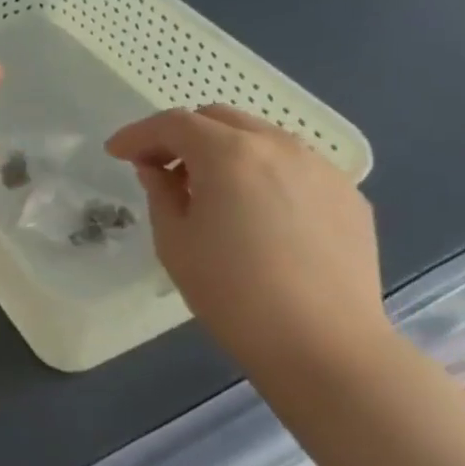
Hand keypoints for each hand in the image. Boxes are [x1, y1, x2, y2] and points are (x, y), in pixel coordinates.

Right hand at [106, 105, 385, 360]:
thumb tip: (158, 170)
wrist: (323, 346)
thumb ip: (160, 193)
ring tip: (211, 191)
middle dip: (182, 136)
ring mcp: (320, 168)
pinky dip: (263, 174)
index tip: (116, 153)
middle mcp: (278, 146)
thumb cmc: (232, 293)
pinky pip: (294, 167)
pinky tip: (257, 213)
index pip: (174, 124)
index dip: (139, 134)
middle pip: (219, 119)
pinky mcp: (348, 196)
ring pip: (260, 138)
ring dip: (225, 151)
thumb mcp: (174, 242)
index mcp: (229, 154)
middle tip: (162, 169)